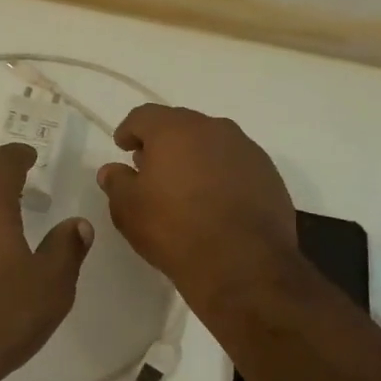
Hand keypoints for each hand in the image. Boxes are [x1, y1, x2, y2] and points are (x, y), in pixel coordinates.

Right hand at [96, 105, 300, 311]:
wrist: (244, 264)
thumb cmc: (176, 230)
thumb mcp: (129, 210)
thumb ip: (117, 183)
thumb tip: (112, 170)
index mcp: (175, 129)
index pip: (144, 116)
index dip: (129, 130)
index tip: (123, 147)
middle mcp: (213, 128)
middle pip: (181, 125)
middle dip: (163, 143)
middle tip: (152, 167)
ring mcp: (246, 149)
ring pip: (212, 143)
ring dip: (196, 157)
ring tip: (185, 186)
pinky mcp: (269, 174)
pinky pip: (236, 165)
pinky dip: (222, 175)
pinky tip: (217, 202)